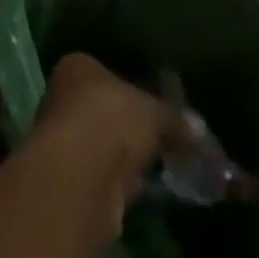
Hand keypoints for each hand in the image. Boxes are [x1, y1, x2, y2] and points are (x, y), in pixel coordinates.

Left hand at [29, 55, 174, 221]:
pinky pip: (106, 178)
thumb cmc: (112, 118)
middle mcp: (64, 99)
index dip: (134, 90)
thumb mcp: (154, 111)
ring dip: (127, 158)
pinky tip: (147, 190)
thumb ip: (173, 119)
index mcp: (77, 67)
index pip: (107, 74)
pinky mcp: (72, 183)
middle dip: (131, 127)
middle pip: (105, 111)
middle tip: (164, 140)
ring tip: (162, 167)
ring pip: (104, 146)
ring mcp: (65, 142)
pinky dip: (124, 184)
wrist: (82, 177)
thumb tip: (194, 132)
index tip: (158, 108)